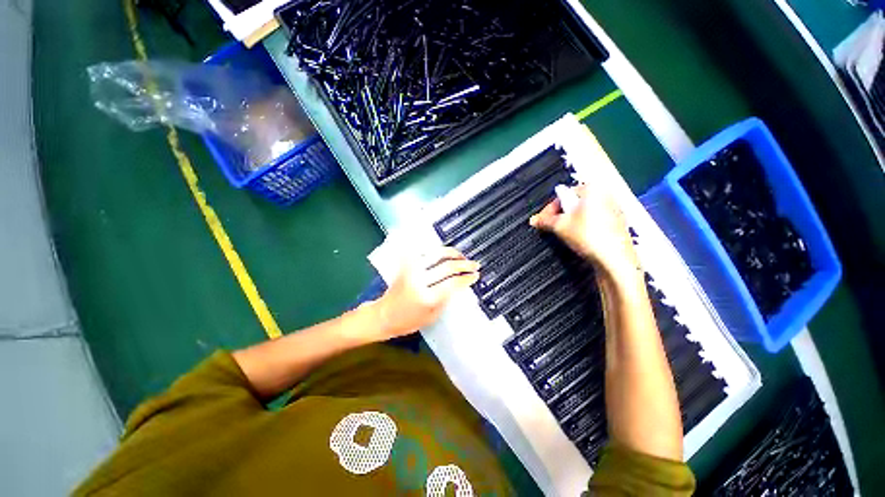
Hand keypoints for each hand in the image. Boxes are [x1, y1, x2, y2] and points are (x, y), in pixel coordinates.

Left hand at [370, 247, 479, 338]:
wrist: (383, 315)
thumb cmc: (407, 321)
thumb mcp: (432, 317)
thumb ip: (446, 299)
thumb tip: (459, 285)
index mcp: (426, 297)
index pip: (453, 283)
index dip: (467, 278)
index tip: (475, 275)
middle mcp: (419, 280)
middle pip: (447, 266)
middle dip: (464, 264)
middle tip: (474, 264)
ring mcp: (411, 269)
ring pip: (437, 254)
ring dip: (452, 253)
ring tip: (462, 256)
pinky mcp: (406, 265)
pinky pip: (424, 252)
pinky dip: (437, 251)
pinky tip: (445, 254)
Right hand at [529, 184, 639, 278]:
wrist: (615, 259)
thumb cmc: (586, 235)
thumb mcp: (560, 226)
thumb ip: (544, 221)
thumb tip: (533, 220)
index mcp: (592, 188)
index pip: (564, 194)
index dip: (550, 209)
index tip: (542, 221)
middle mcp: (606, 194)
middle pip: (575, 202)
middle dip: (560, 214)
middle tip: (551, 226)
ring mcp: (614, 208)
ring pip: (584, 211)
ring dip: (570, 220)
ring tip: (562, 233)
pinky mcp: (618, 222)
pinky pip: (594, 219)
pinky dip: (583, 225)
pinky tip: (578, 237)